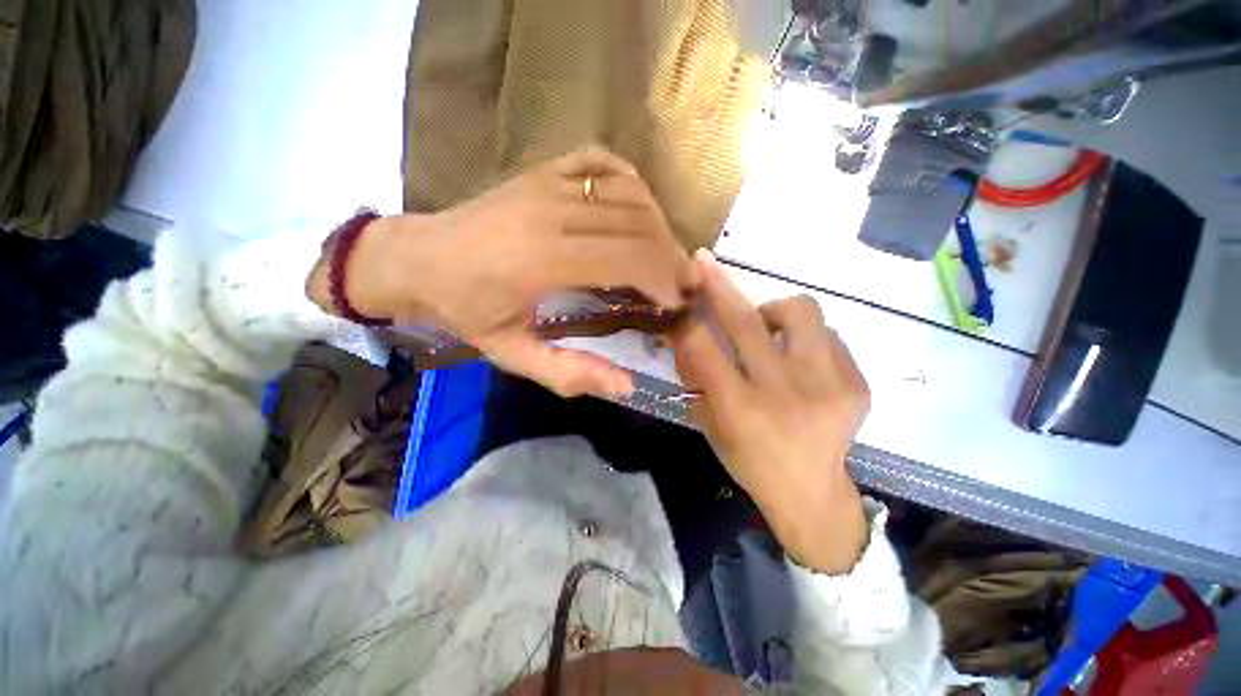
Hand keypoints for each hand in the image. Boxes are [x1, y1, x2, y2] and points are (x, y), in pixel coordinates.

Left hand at [309, 151, 693, 397]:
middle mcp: (551, 212)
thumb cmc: (463, 309)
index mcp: (542, 259)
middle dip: (670, 255)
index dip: (663, 279)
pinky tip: (637, 209)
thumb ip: (569, 372)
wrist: (415, 259)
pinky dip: (631, 183)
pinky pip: (603, 163)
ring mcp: (547, 183)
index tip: (678, 301)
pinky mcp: (543, 170)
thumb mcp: (510, 354)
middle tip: (682, 282)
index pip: (627, 258)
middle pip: (637, 224)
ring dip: (658, 224)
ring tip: (665, 255)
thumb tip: (625, 386)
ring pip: (628, 193)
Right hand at [669, 250, 870, 573]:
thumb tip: (684, 333)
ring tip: (766, 329)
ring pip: (800, 312)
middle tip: (705, 262)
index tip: (678, 292)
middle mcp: (783, 393)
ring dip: (773, 310)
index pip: (702, 347)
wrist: (812, 493)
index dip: (686, 315)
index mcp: (740, 410)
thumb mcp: (710, 426)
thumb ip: (696, 378)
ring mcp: (828, 386)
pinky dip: (805, 339)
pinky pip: (827, 336)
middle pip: (746, 321)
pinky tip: (799, 361)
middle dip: (719, 285)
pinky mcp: (857, 384)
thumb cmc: (750, 462)